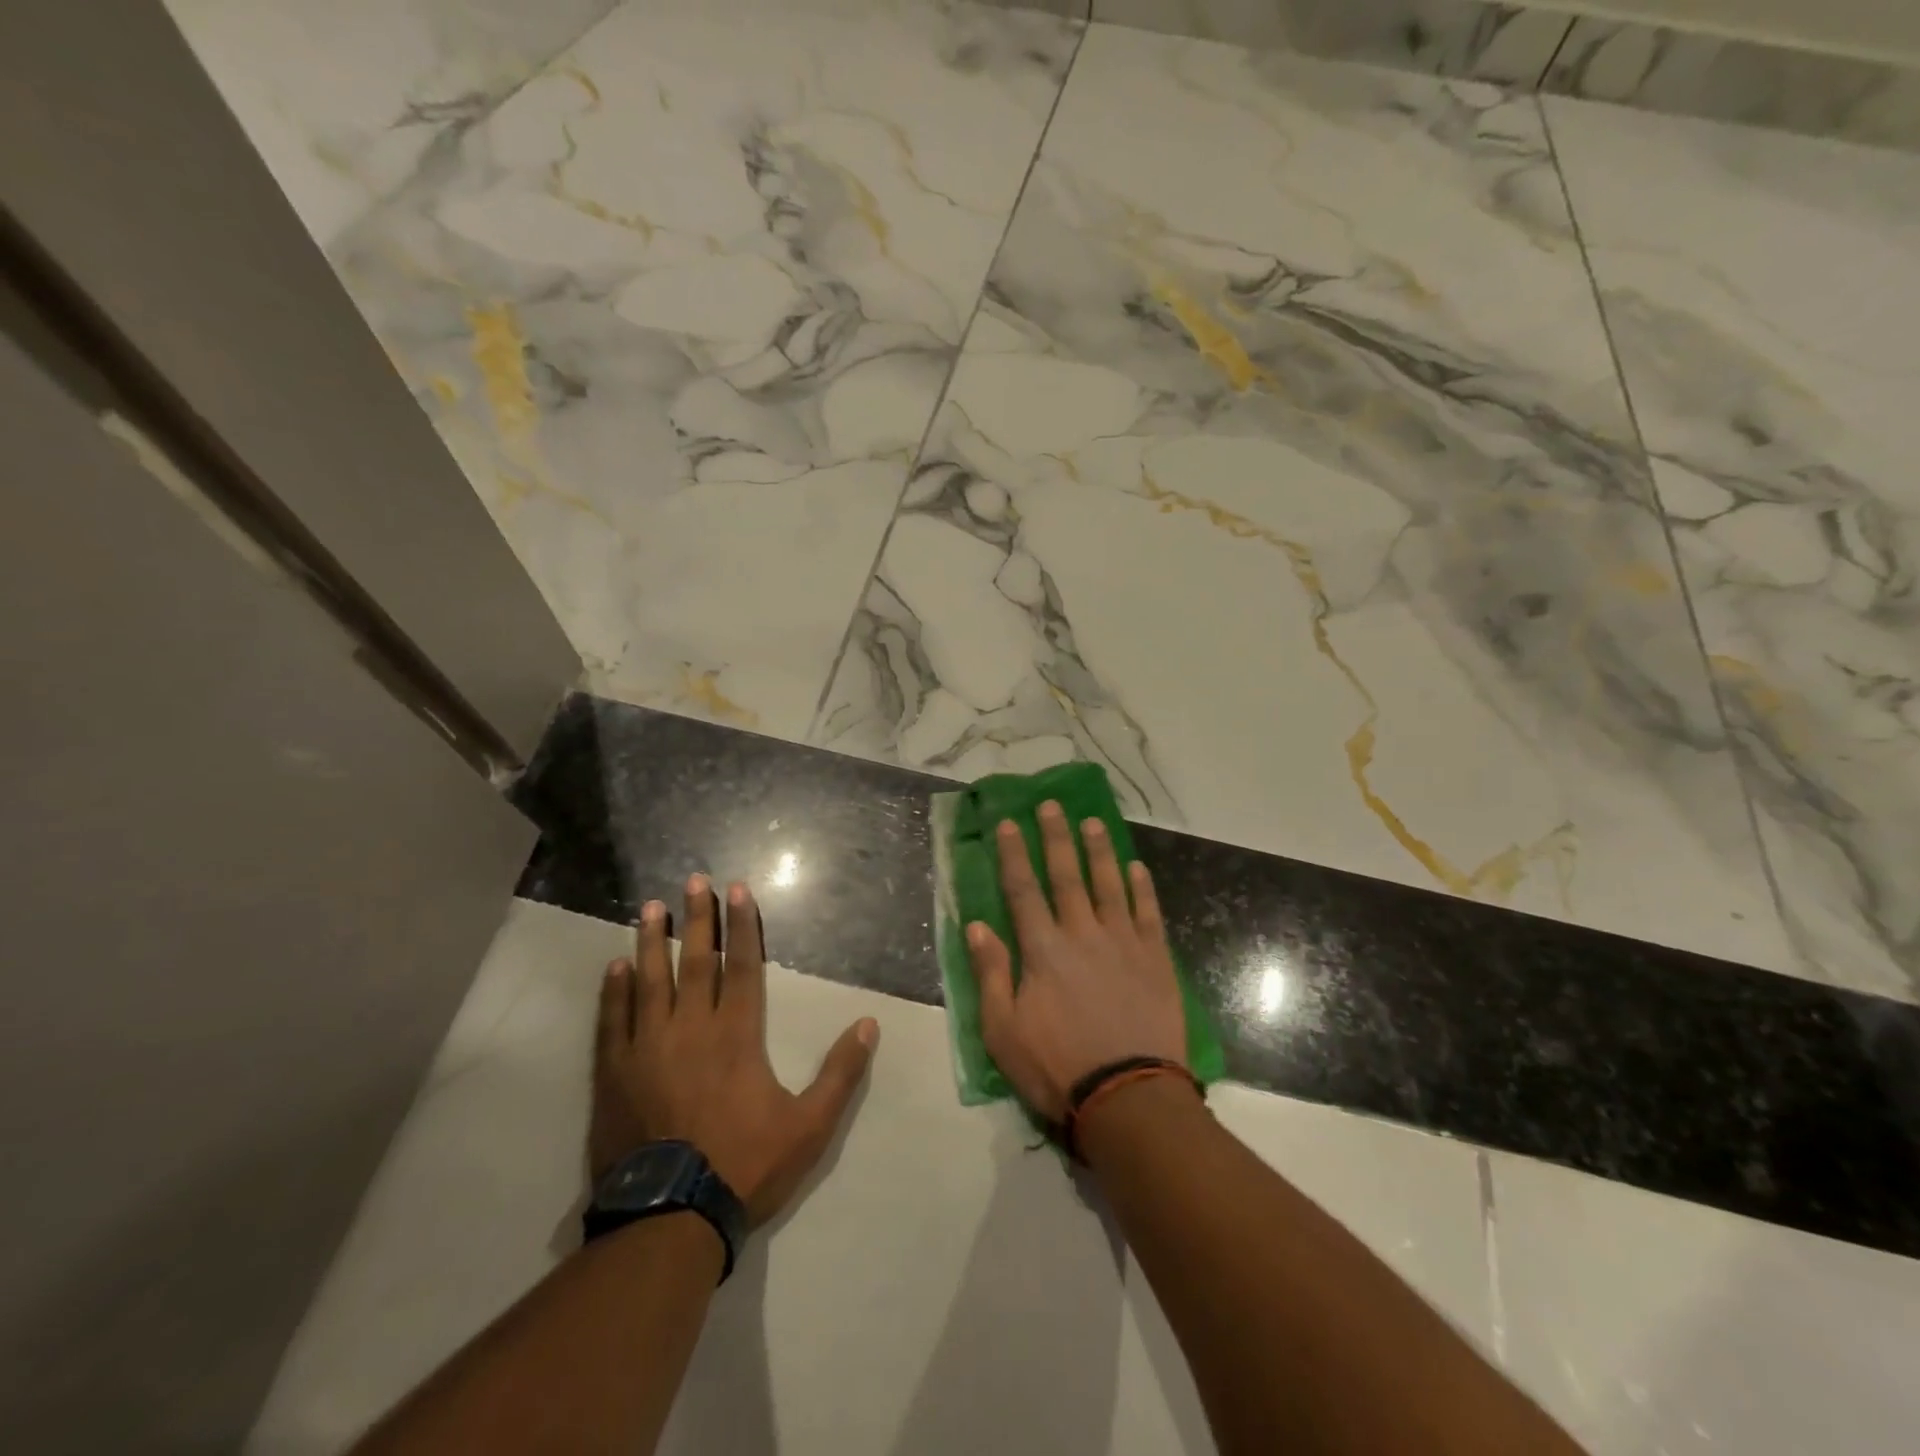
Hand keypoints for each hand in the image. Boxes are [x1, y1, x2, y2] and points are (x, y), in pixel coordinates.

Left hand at [591, 874, 878, 1227]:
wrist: (669, 1220)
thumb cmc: (744, 1166)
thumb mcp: (810, 1127)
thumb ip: (841, 1073)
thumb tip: (869, 1024)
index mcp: (737, 1036)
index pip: (743, 966)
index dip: (743, 926)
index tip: (737, 890)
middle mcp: (691, 1029)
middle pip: (696, 961)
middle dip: (697, 918)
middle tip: (692, 880)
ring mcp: (648, 1049)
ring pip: (650, 981)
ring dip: (650, 942)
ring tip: (649, 907)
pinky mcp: (615, 1074)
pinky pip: (613, 1021)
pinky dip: (614, 992)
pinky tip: (615, 967)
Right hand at [965, 802, 1186, 1121]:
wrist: (1128, 1097)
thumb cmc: (1057, 1066)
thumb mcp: (1003, 1030)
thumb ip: (991, 972)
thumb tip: (976, 925)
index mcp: (1043, 949)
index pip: (1023, 889)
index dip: (1013, 853)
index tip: (1007, 823)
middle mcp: (1082, 933)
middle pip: (1066, 875)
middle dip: (1056, 837)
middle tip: (1051, 805)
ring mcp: (1123, 943)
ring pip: (1110, 884)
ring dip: (1099, 851)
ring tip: (1093, 822)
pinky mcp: (1155, 959)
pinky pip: (1148, 913)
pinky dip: (1142, 888)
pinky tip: (1137, 868)